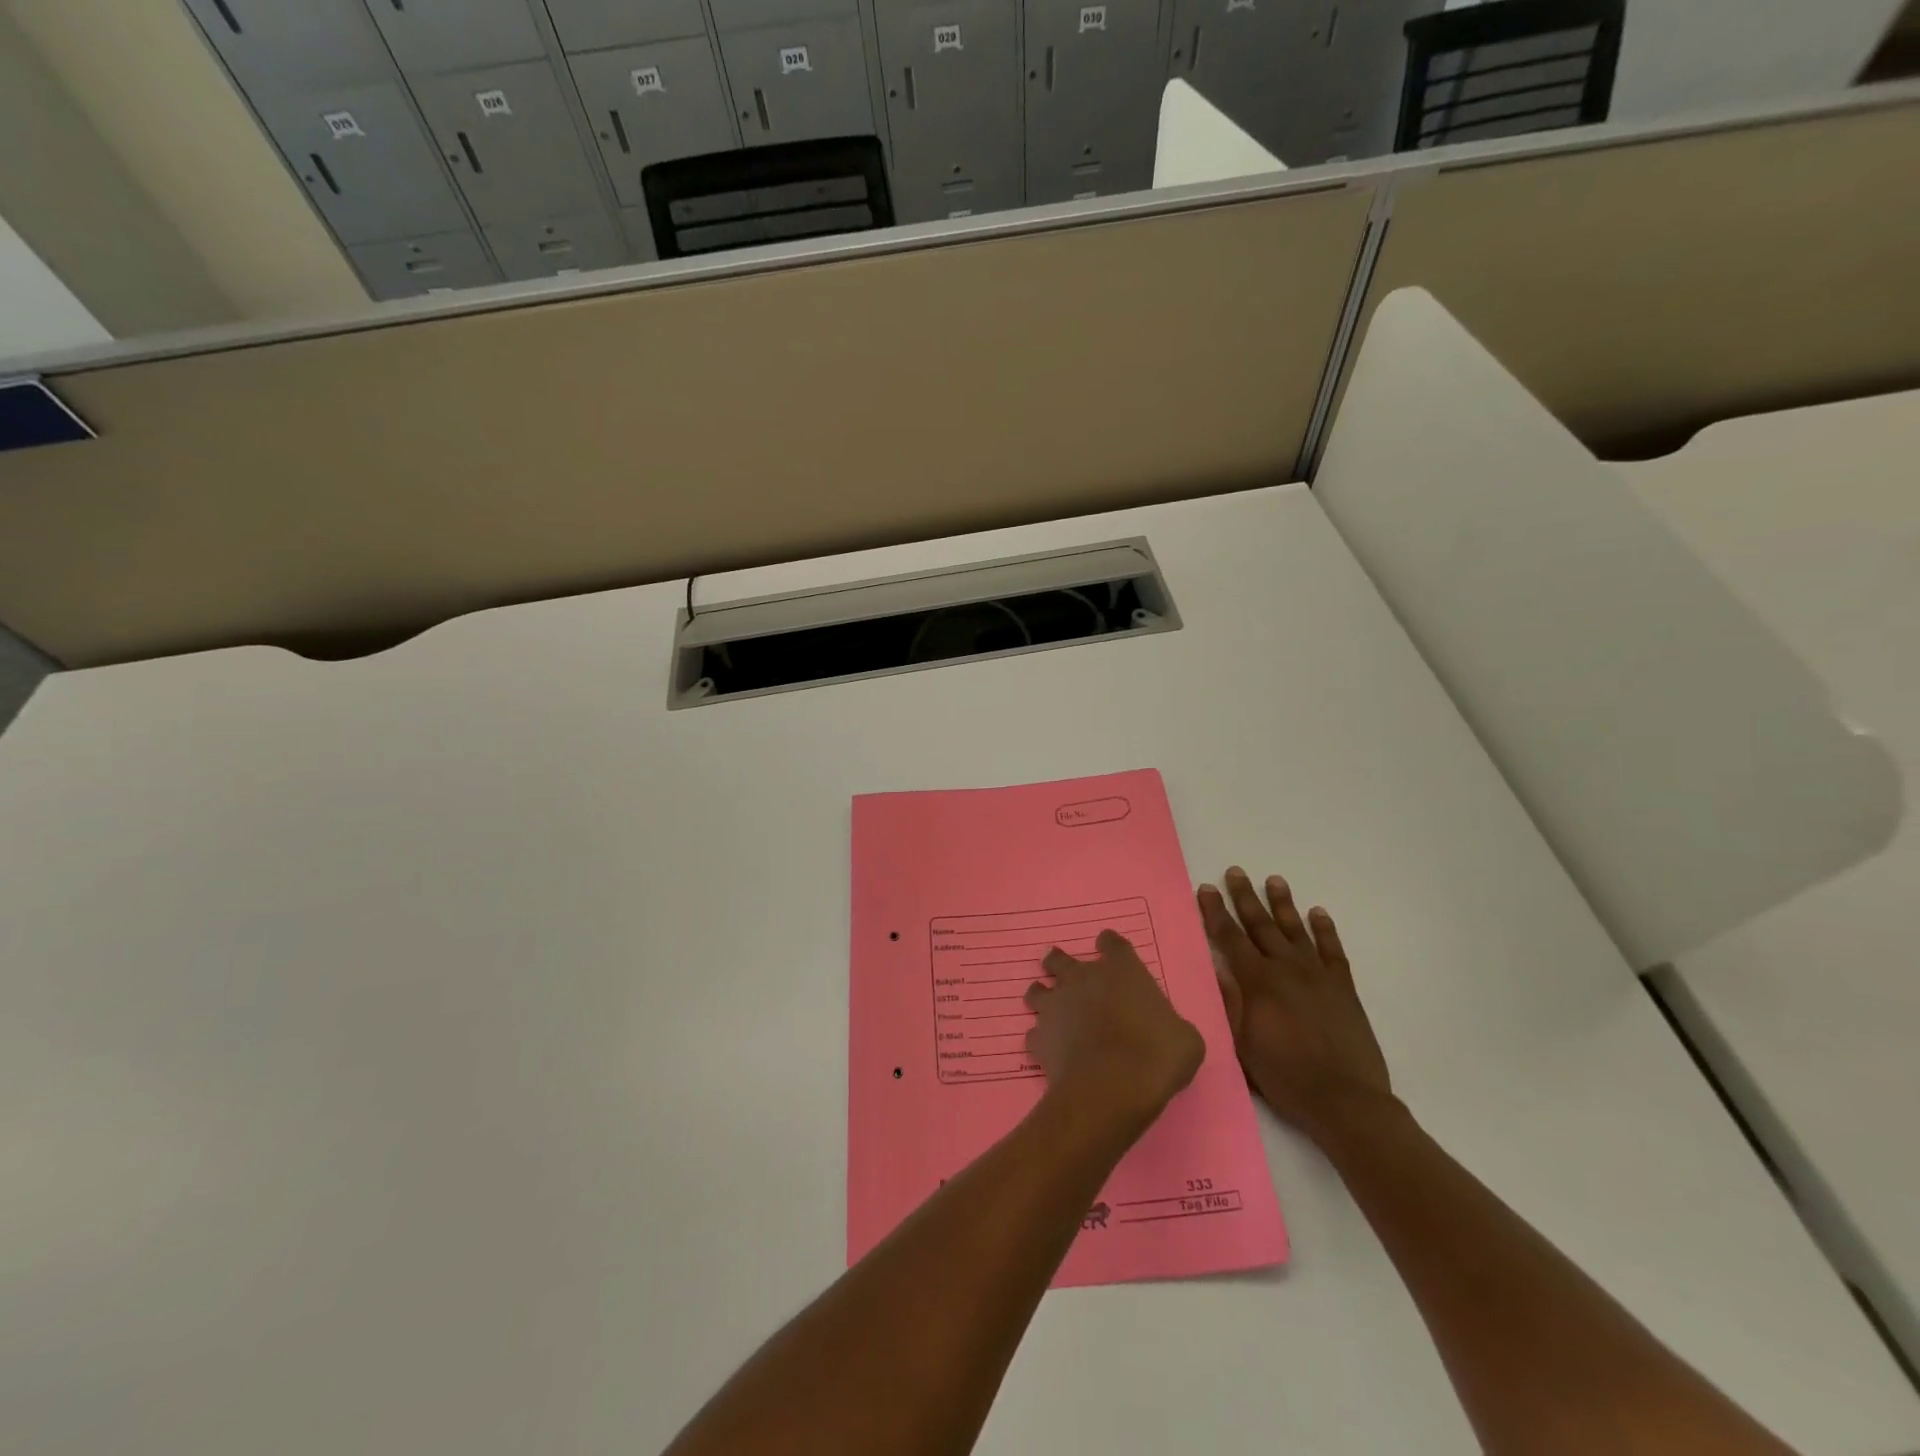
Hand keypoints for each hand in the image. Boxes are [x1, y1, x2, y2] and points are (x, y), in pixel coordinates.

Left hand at [1025, 930, 1205, 1136]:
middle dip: (1059, 963)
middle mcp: (1082, 979)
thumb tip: (1167, 1032)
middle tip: (1059, 968)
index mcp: (1121, 971)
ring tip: (1045, 1004)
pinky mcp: (1039, 1037)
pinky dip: (1040, 1039)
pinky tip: (1048, 1049)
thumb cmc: (1157, 1055)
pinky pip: (1034, 1033)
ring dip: (1041, 995)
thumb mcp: (1184, 1039)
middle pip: (1061, 960)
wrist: (1112, 1086)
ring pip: (1037, 991)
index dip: (1109, 946)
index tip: (1108, 948)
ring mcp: (1056, 1006)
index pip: (1112, 944)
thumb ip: (1170, 1025)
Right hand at [1199, 868, 1393, 1145]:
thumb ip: (1230, 1002)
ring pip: (1295, 930)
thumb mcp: (1242, 1043)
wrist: (1345, 1100)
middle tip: (1235, 872)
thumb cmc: (1284, 1075)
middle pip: (1261, 925)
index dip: (1215, 912)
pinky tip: (1318, 913)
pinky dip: (1325, 930)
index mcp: (1257, 981)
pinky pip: (1332, 950)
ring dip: (1283, 904)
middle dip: (1245, 897)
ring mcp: (1317, 975)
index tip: (1206, 889)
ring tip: (1274, 880)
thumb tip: (1219, 967)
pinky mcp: (1343, 988)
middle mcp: (1286, 968)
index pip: (1230, 938)